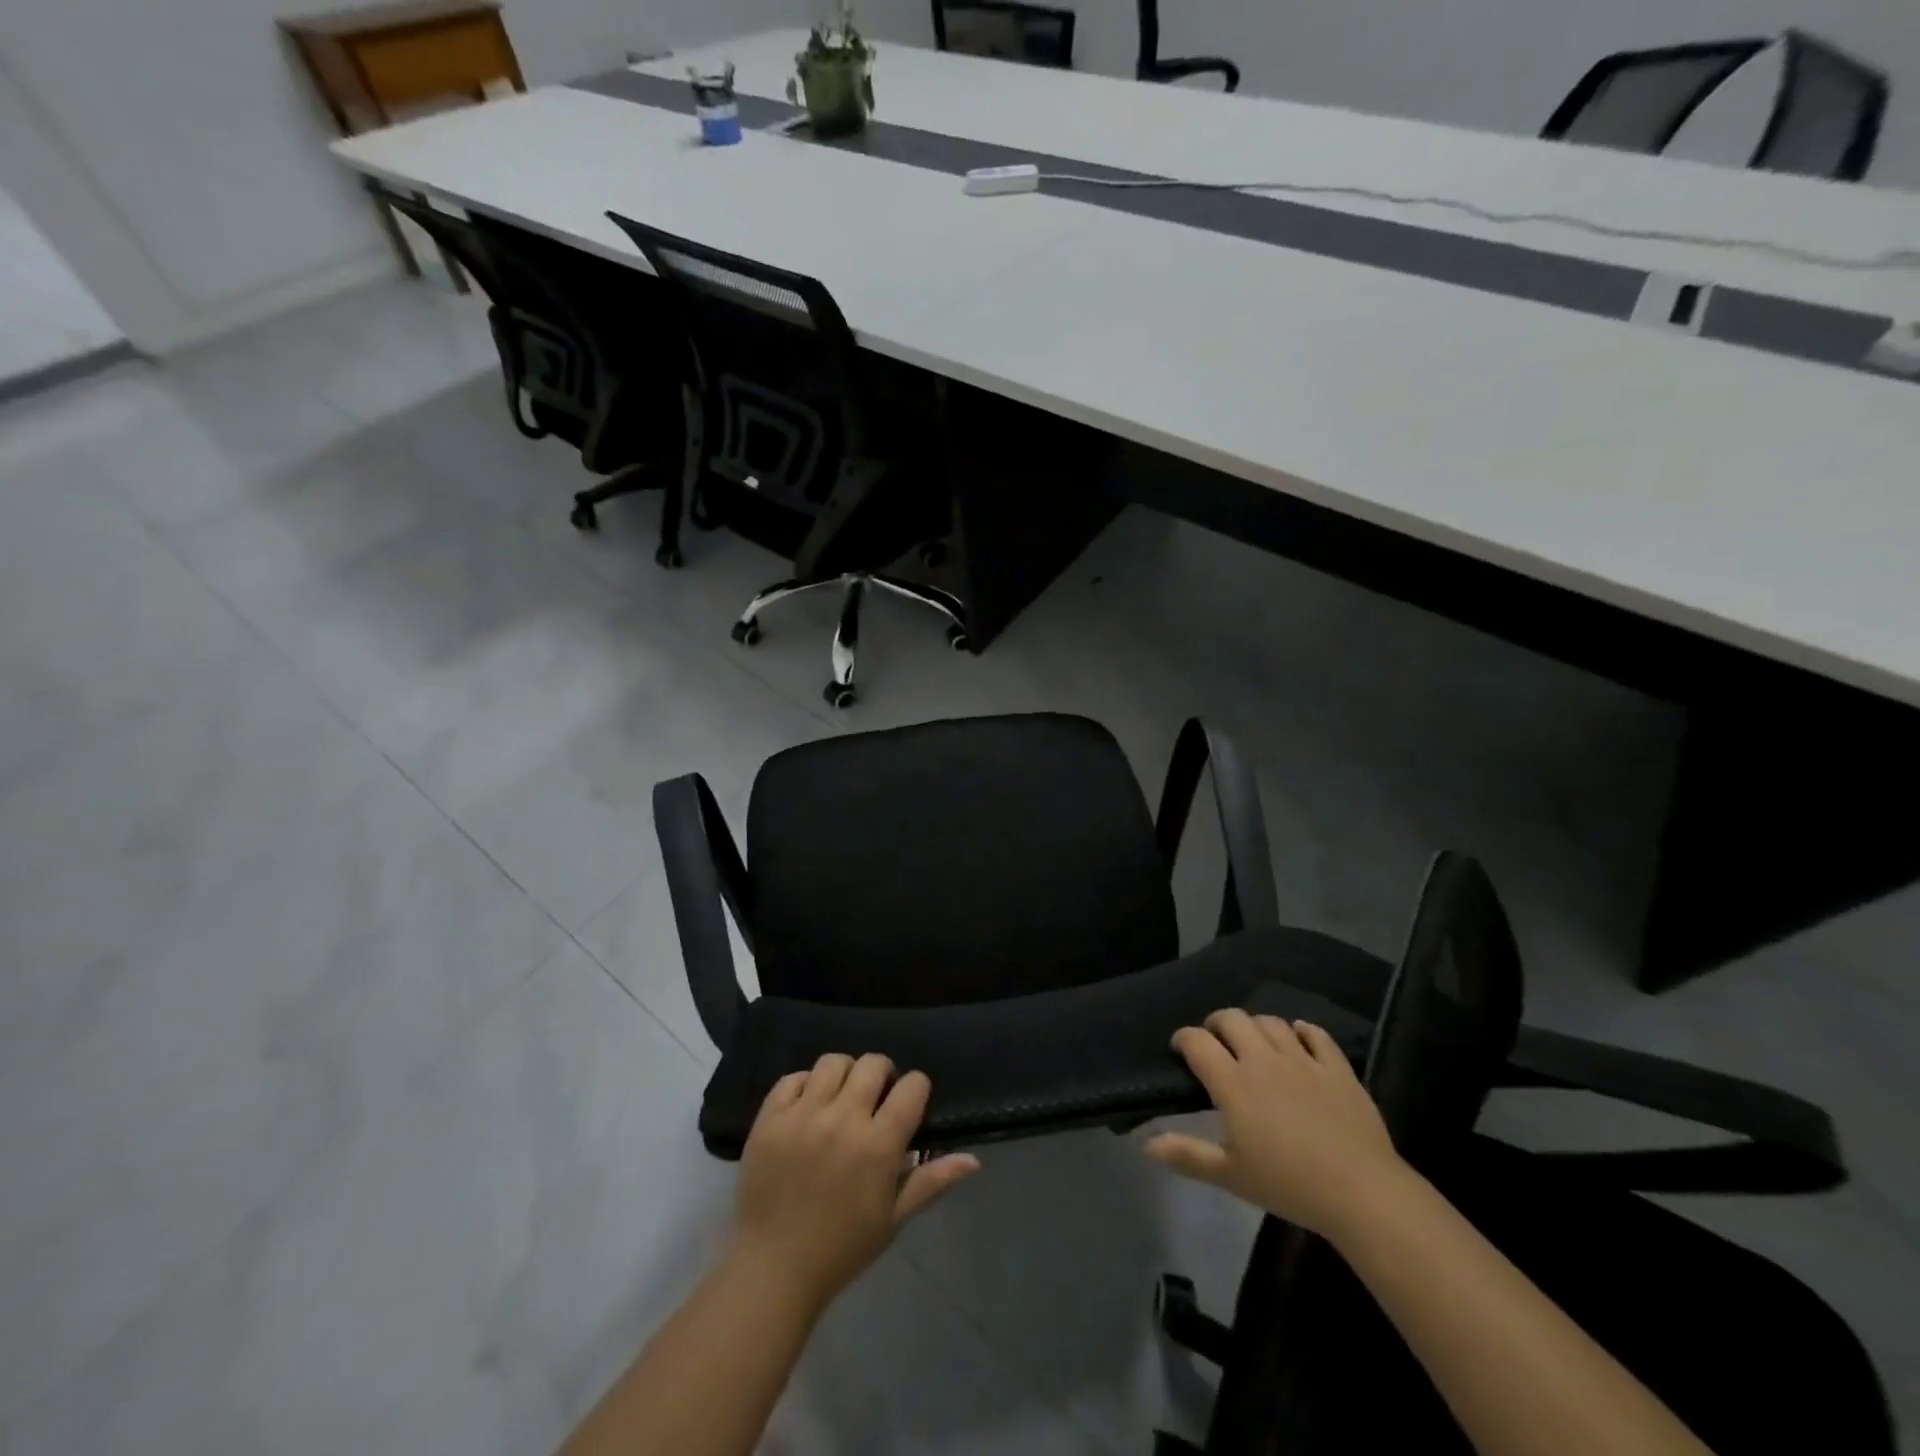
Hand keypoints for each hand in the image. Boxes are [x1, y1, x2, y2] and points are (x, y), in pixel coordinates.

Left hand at [732, 1054, 978, 1316]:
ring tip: (840, 1098)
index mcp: (879, 1145)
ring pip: (833, 1062)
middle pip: (873, 1063)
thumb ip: (931, 1181)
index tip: (908, 1103)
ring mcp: (803, 1115)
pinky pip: (792, 1078)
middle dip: (882, 1075)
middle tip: (875, 1099)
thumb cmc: (841, 1248)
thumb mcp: (893, 1218)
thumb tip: (973, 1159)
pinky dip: (805, 1085)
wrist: (773, 1269)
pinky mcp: (770, 1118)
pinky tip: (808, 1107)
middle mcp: (843, 1120)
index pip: (912, 1086)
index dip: (915, 1089)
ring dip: (844, 1074)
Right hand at [1145, 1010, 1408, 1240]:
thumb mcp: (1232, 1176)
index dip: (1183, 1039)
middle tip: (1216, 1043)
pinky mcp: (1337, 1067)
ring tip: (1254, 1044)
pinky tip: (1299, 1039)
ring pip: (1271, 1022)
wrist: (1362, 1193)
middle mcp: (1263, 1060)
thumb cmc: (1289, 1185)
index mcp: (1233, 1083)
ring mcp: (1303, 1059)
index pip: (1197, 1042)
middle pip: (1232, 1019)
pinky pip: (1316, 1034)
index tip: (1180, 1050)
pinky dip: (1302, 1031)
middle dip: (1217, 1024)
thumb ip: (1188, 1155)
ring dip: (1256, 1026)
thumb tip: (1146, 1146)